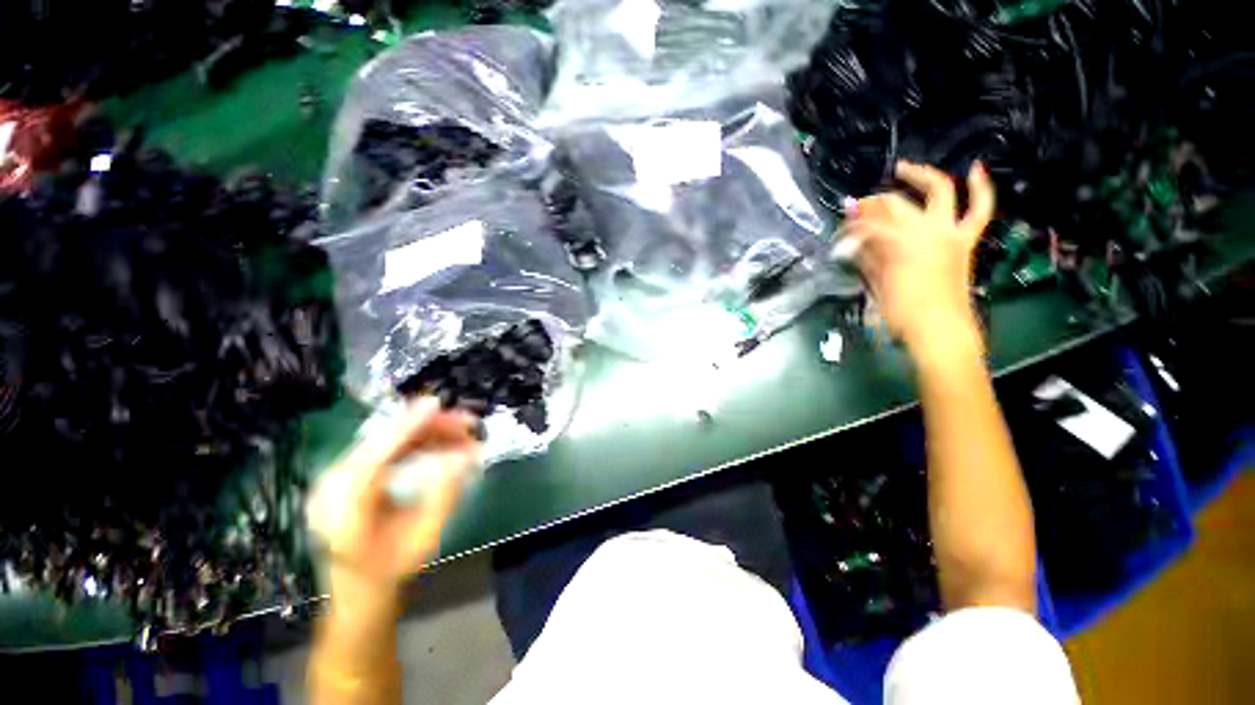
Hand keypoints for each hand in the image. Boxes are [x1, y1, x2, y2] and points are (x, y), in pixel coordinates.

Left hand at [307, 398, 481, 595]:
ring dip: (427, 433)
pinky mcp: (349, 475)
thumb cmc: (391, 570)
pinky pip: (385, 449)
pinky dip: (416, 442)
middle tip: (468, 424)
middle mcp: (332, 485)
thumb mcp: (424, 537)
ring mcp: (337, 478)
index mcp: (344, 506)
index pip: (377, 455)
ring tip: (462, 433)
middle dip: (429, 427)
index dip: (408, 426)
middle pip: (384, 441)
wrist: (358, 590)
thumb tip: (466, 456)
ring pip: (387, 441)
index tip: (436, 404)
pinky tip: (442, 442)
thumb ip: (444, 495)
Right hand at [844, 161, 994, 356]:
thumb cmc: (902, 313)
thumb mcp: (877, 284)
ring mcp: (949, 232)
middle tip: (856, 208)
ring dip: (920, 175)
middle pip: (894, 204)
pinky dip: (981, 187)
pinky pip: (980, 209)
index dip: (849, 229)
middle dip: (871, 204)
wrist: (939, 330)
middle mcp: (925, 230)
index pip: (867, 226)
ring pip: (938, 191)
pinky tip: (975, 168)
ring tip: (903, 168)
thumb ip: (866, 258)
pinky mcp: (965, 240)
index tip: (838, 237)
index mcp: (899, 244)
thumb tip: (851, 242)